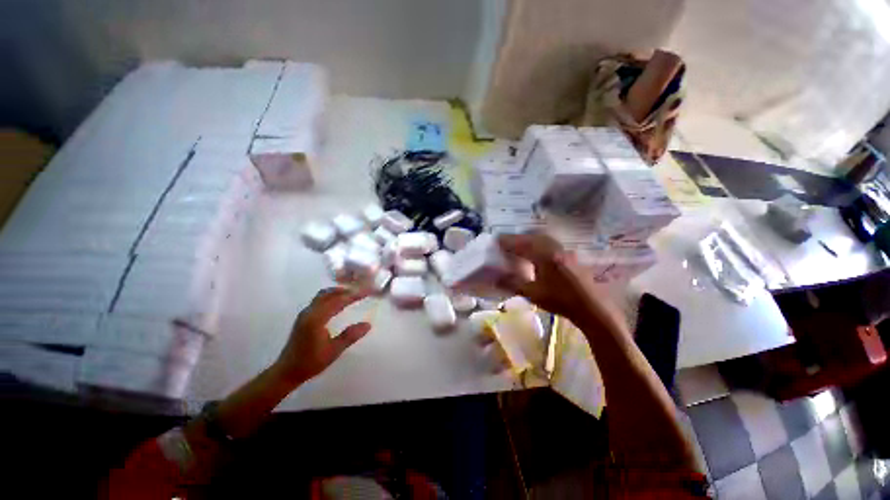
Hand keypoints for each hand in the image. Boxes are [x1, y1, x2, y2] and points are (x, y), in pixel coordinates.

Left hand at [274, 287, 371, 383]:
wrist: (287, 371)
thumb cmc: (310, 362)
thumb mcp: (334, 350)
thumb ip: (350, 336)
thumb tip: (368, 324)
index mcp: (316, 319)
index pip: (337, 300)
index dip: (353, 295)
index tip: (366, 292)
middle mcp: (309, 312)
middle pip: (329, 294)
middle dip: (346, 291)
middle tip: (361, 291)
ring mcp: (305, 314)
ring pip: (323, 295)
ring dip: (338, 292)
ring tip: (352, 294)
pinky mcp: (304, 317)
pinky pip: (319, 300)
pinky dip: (332, 297)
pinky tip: (339, 303)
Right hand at [498, 233, 623, 331]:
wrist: (592, 307)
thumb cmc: (560, 300)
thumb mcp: (533, 293)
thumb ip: (513, 283)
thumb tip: (495, 278)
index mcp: (543, 255)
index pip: (521, 244)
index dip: (507, 242)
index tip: (496, 241)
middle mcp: (553, 248)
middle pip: (531, 237)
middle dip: (517, 238)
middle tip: (505, 243)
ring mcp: (563, 250)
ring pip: (542, 239)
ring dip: (528, 240)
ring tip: (518, 245)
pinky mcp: (569, 255)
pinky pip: (549, 243)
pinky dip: (538, 243)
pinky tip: (536, 251)